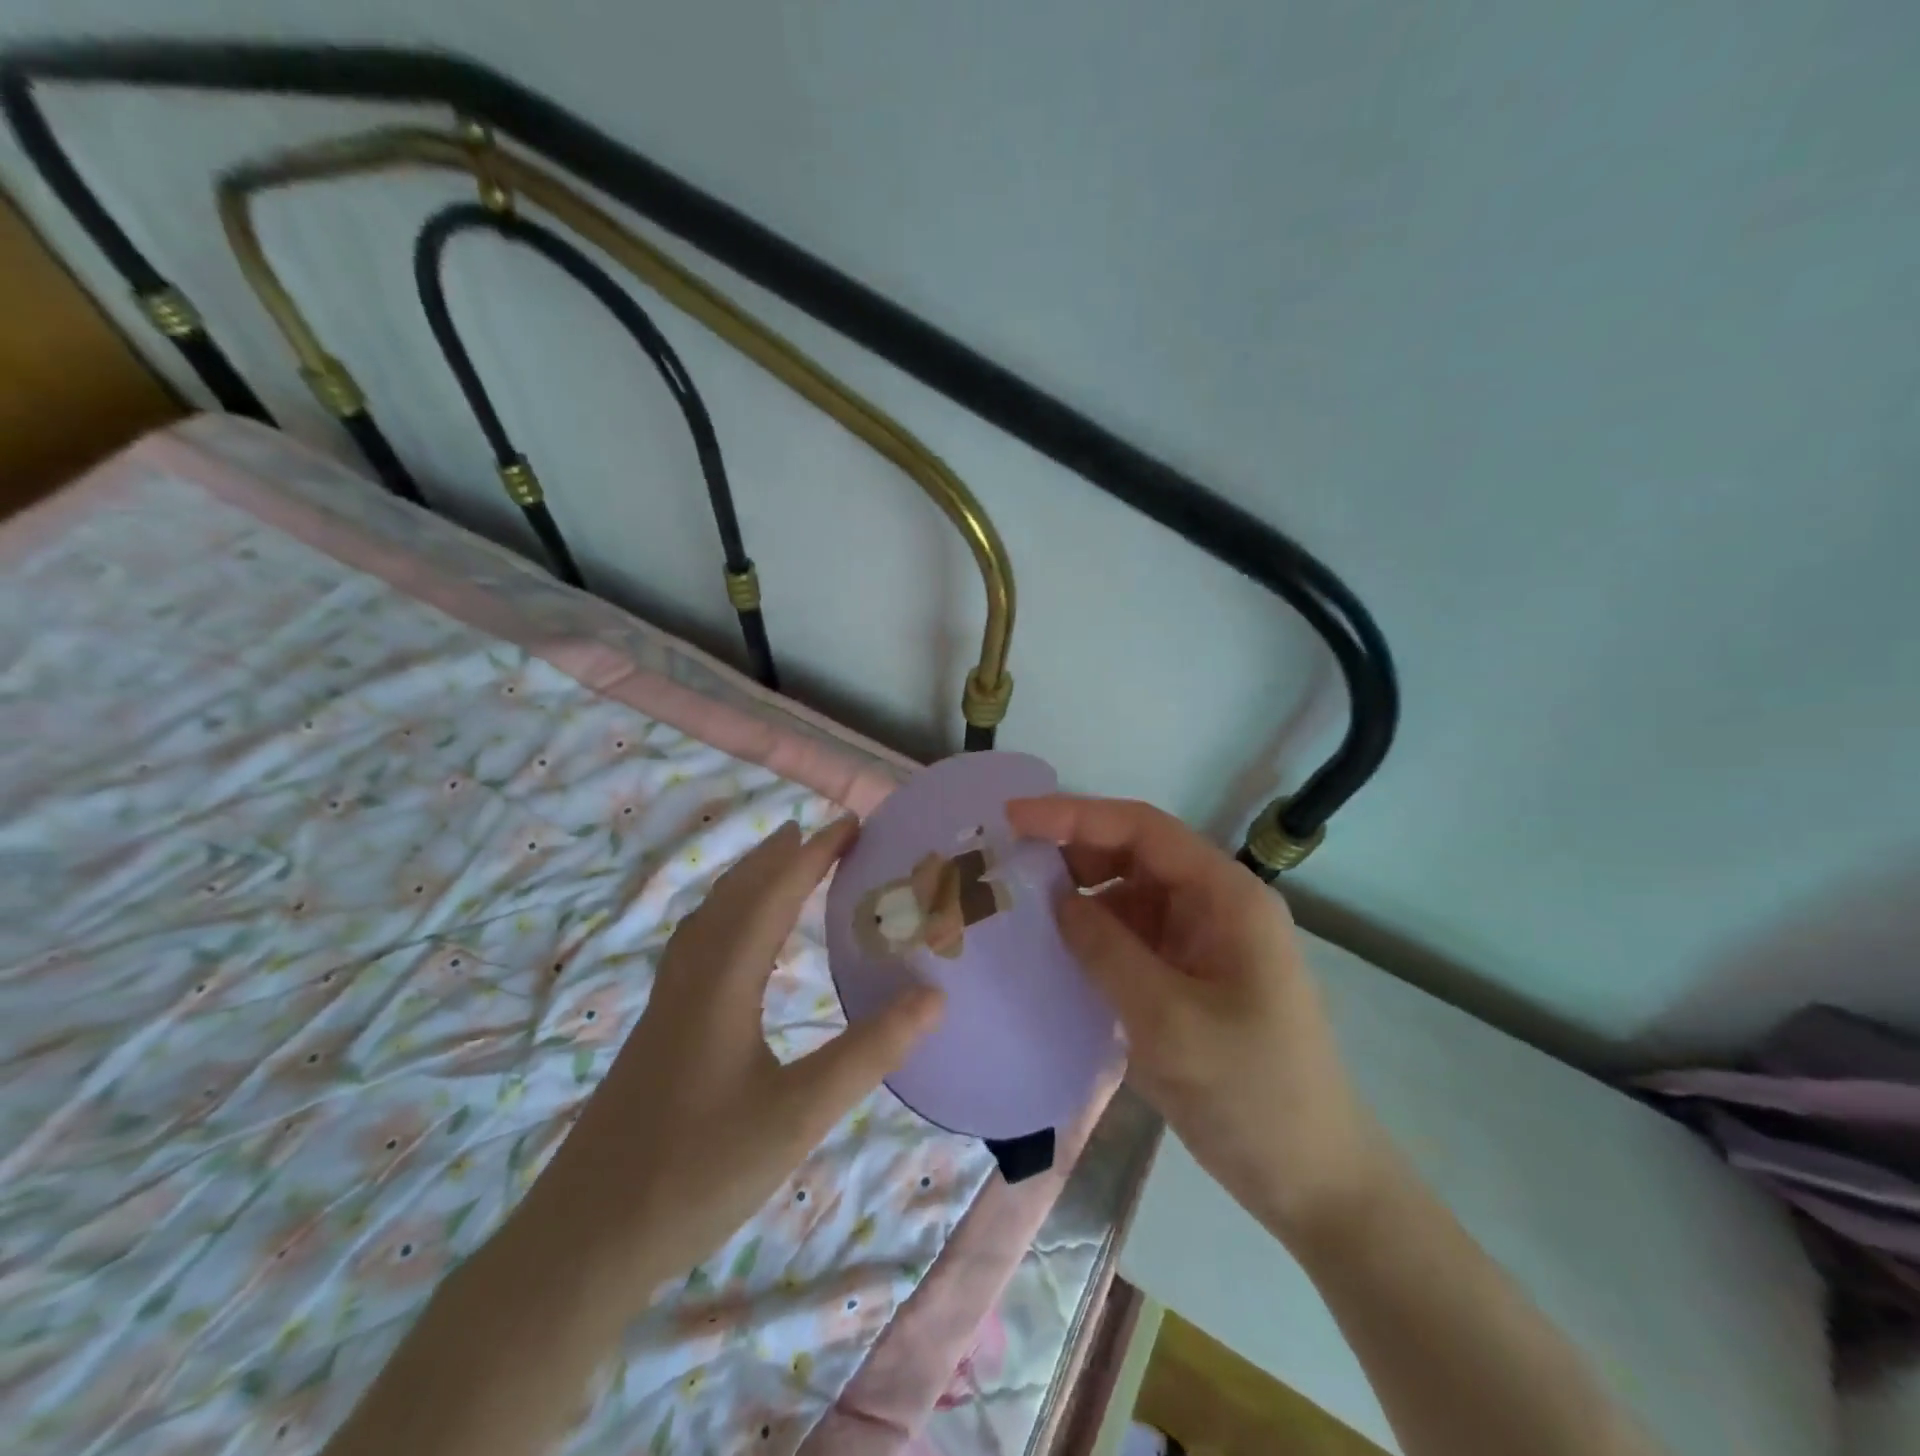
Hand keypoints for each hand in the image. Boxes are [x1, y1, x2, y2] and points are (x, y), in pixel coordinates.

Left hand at [511, 818, 943, 1301]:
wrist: (582, 1242)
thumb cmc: (697, 1173)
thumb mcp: (798, 1115)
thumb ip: (869, 1052)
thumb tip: (934, 995)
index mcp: (723, 984)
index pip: (773, 896)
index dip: (812, 855)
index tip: (850, 823)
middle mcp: (690, 980)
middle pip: (734, 897)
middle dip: (777, 857)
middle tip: (817, 833)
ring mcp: (665, 1008)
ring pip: (708, 921)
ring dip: (747, 884)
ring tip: (778, 869)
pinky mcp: (655, 1035)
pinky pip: (696, 949)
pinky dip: (725, 920)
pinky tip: (732, 949)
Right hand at [1006, 795, 1387, 1244]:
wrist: (1313, 1181)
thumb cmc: (1251, 1094)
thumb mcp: (1168, 1020)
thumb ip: (1107, 950)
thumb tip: (1056, 900)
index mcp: (1227, 896)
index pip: (1142, 829)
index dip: (1075, 815)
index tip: (1013, 818)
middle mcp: (1216, 905)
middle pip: (1135, 855)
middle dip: (1072, 853)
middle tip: (1008, 868)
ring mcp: (1204, 941)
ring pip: (1130, 895)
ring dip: (1080, 896)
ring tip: (1022, 908)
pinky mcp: (1191, 975)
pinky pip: (1134, 936)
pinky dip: (1094, 935)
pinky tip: (1057, 951)